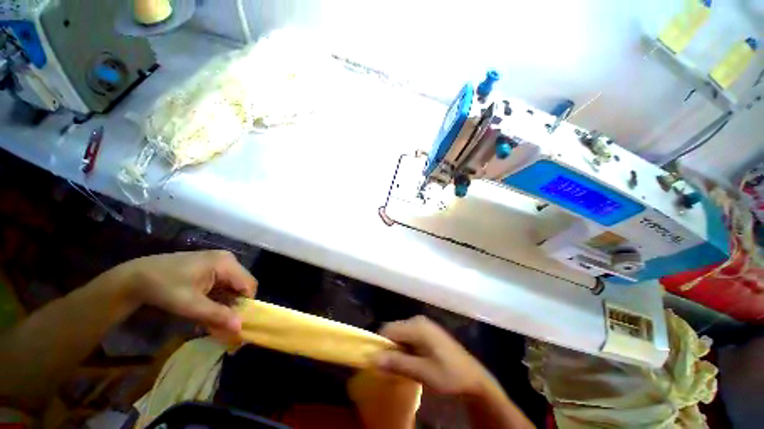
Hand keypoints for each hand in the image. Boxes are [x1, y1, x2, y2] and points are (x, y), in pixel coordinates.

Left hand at [118, 250, 256, 334]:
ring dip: (226, 303)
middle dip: (234, 305)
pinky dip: (218, 297)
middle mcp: (228, 259)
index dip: (245, 305)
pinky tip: (206, 307)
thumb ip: (217, 315)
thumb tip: (240, 329)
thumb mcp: (190, 305)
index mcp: (227, 263)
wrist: (135, 276)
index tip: (233, 323)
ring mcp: (219, 261)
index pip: (249, 285)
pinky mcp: (211, 265)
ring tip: (211, 318)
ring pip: (233, 285)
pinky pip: (223, 282)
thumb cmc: (164, 288)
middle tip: (221, 323)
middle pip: (242, 285)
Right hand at [373, 316, 493, 396]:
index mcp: (417, 326)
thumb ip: (398, 363)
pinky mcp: (427, 333)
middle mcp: (418, 321)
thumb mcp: (423, 372)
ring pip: (400, 335)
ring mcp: (423, 325)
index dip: (381, 345)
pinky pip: (408, 337)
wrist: (474, 379)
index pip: (388, 329)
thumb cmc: (449, 375)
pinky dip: (405, 349)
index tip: (379, 364)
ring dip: (397, 350)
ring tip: (401, 368)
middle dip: (389, 348)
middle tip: (391, 369)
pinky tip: (411, 363)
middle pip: (393, 331)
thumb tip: (372, 358)